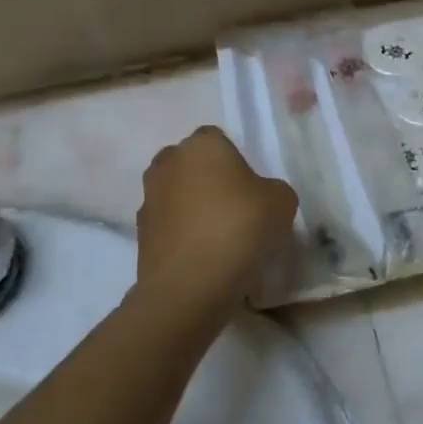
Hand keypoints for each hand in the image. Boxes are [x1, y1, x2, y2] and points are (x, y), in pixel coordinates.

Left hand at [136, 127, 297, 308]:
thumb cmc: (240, 228)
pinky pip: (168, 225)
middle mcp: (168, 163)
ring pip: (176, 194)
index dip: (235, 160)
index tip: (251, 187)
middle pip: (191, 164)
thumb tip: (260, 197)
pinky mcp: (140, 233)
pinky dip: (182, 234)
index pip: (218, 138)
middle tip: (234, 207)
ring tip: (218, 236)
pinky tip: (203, 256)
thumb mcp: (282, 202)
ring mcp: (148, 198)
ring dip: (192, 207)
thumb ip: (272, 189)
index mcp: (202, 145)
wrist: (190, 284)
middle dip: (208, 179)